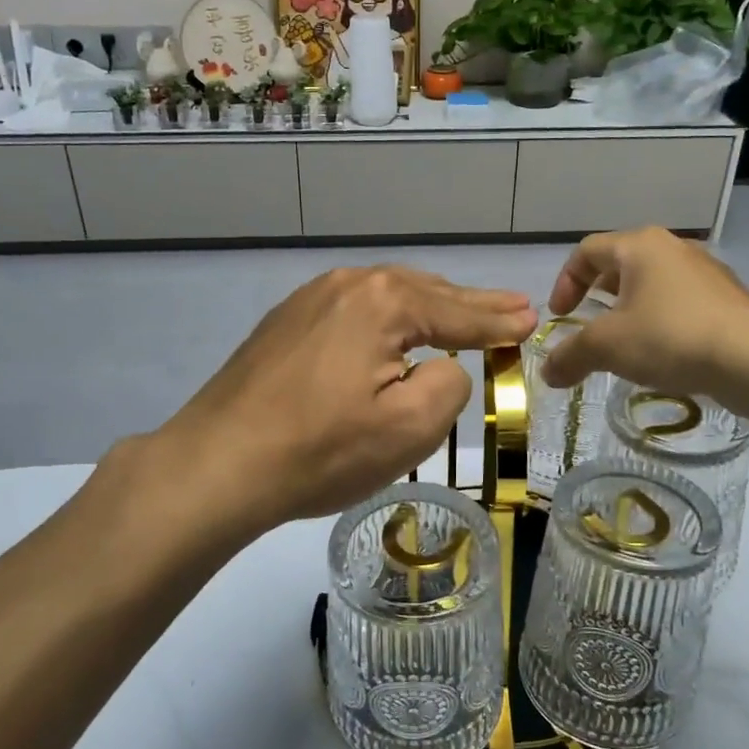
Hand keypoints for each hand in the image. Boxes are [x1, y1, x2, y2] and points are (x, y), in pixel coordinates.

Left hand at [148, 267, 536, 534]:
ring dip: (427, 308)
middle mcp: (347, 284)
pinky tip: (393, 330)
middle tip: (510, 308)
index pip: (457, 312)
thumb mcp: (409, 428)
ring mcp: (309, 299)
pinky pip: (353, 311)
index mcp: (384, 301)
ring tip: (461, 314)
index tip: (531, 319)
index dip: (497, 321)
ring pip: (386, 298)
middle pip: (424, 292)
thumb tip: (442, 367)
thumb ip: (449, 385)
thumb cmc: (321, 450)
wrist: (218, 463)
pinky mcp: (285, 322)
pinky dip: (386, 319)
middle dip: (469, 305)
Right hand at [541, 228, 748, 397]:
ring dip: (631, 309)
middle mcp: (673, 247)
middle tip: (589, 325)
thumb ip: (570, 356)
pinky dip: (662, 320)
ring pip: (653, 283)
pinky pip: (682, 302)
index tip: (561, 316)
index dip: (565, 282)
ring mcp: (706, 270)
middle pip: (621, 264)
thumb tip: (548, 373)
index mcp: (639, 246)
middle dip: (598, 295)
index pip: (587, 251)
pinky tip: (665, 353)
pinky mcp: (729, 297)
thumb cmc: (669, 338)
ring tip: (626, 342)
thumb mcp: (607, 348)